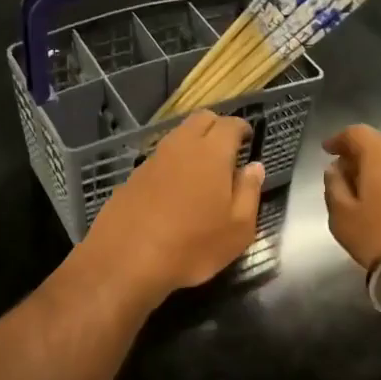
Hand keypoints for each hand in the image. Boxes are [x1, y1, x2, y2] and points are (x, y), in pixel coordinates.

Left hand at [77, 111, 263, 306]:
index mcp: (211, 153)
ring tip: (203, 171)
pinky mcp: (132, 177)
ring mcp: (152, 160)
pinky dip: (173, 164)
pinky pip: (160, 159)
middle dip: (217, 127)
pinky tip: (175, 189)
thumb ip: (250, 192)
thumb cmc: (192, 246)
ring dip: (193, 144)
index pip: (230, 124)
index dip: (242, 128)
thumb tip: (254, 167)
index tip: (248, 138)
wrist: (126, 260)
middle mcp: (180, 146)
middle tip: (228, 149)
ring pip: (177, 136)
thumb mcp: (238, 229)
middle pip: (201, 119)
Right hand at [322, 125, 380, 294]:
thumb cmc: (380, 234)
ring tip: (366, 193)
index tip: (327, 150)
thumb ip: (334, 187)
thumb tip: (335, 170)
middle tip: (345, 176)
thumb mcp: (343, 215)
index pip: (356, 133)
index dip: (339, 139)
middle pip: (379, 146)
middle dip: (360, 157)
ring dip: (380, 172)